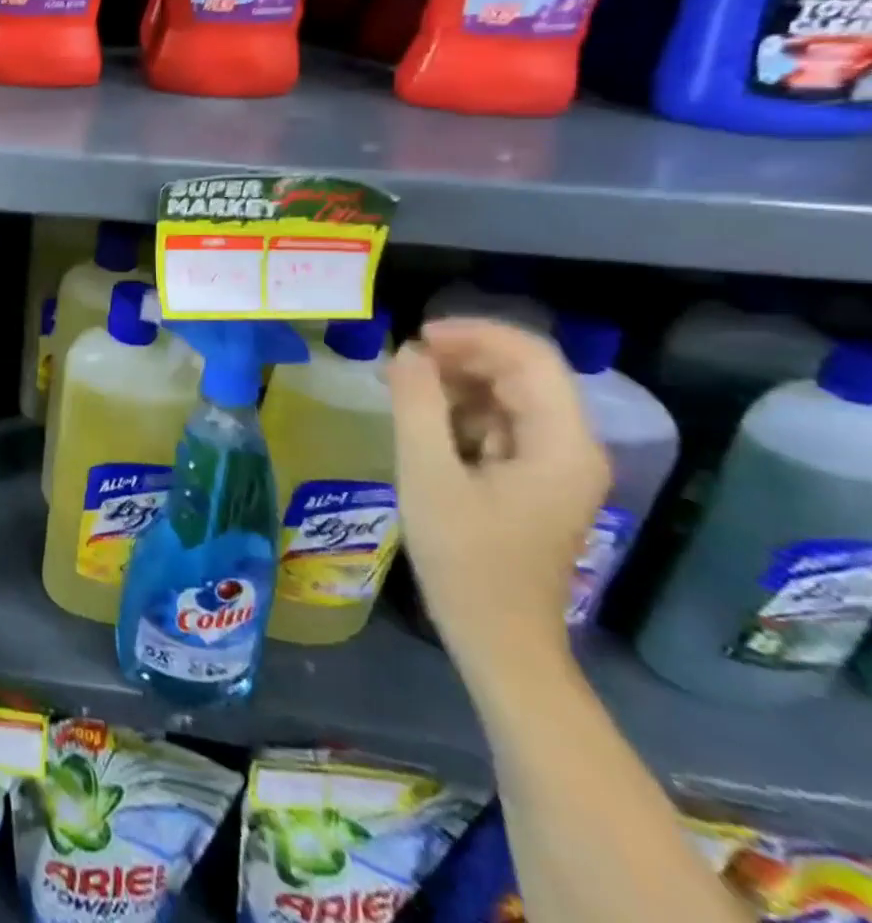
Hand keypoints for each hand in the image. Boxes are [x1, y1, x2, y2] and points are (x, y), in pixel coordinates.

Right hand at [388, 319, 608, 684]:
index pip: (531, 358)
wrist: (498, 638)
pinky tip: (424, 424)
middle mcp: (571, 447)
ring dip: (458, 384)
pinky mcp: (535, 480)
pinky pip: (502, 425)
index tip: (415, 336)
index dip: (474, 334)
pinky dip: (462, 413)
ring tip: (403, 389)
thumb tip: (406, 352)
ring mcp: (556, 466)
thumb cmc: (464, 557)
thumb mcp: (427, 474)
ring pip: (510, 397)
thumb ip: (416, 406)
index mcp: (561, 444)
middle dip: (462, 357)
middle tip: (401, 361)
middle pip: (524, 373)